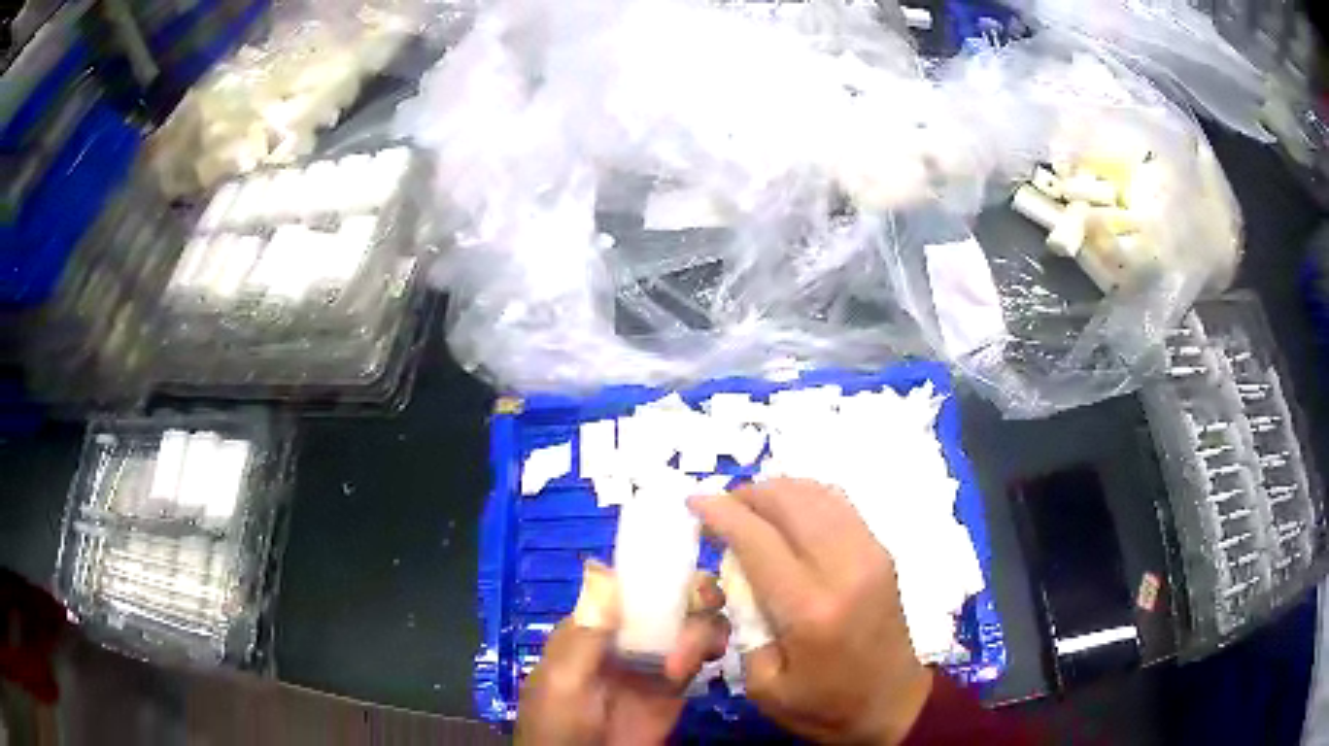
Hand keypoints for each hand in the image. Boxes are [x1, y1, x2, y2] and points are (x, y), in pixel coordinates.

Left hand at [516, 561, 729, 744]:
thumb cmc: (559, 724)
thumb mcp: (563, 681)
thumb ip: (586, 635)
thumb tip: (601, 569)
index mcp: (592, 626)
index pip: (626, 586)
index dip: (655, 573)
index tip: (681, 570)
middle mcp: (625, 635)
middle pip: (665, 600)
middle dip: (690, 594)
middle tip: (704, 605)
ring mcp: (652, 659)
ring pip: (688, 623)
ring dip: (703, 624)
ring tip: (696, 652)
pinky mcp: (675, 685)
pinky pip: (700, 655)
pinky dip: (711, 646)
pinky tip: (711, 655)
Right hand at [689, 478, 932, 744]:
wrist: (892, 705)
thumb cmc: (824, 706)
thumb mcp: (763, 685)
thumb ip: (742, 625)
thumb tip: (731, 576)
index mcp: (810, 610)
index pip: (759, 539)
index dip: (722, 513)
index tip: (694, 502)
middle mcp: (845, 569)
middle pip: (790, 502)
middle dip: (747, 495)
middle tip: (721, 509)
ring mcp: (870, 554)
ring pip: (817, 494)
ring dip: (777, 491)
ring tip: (750, 509)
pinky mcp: (882, 552)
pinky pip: (839, 504)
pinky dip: (806, 497)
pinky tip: (788, 513)